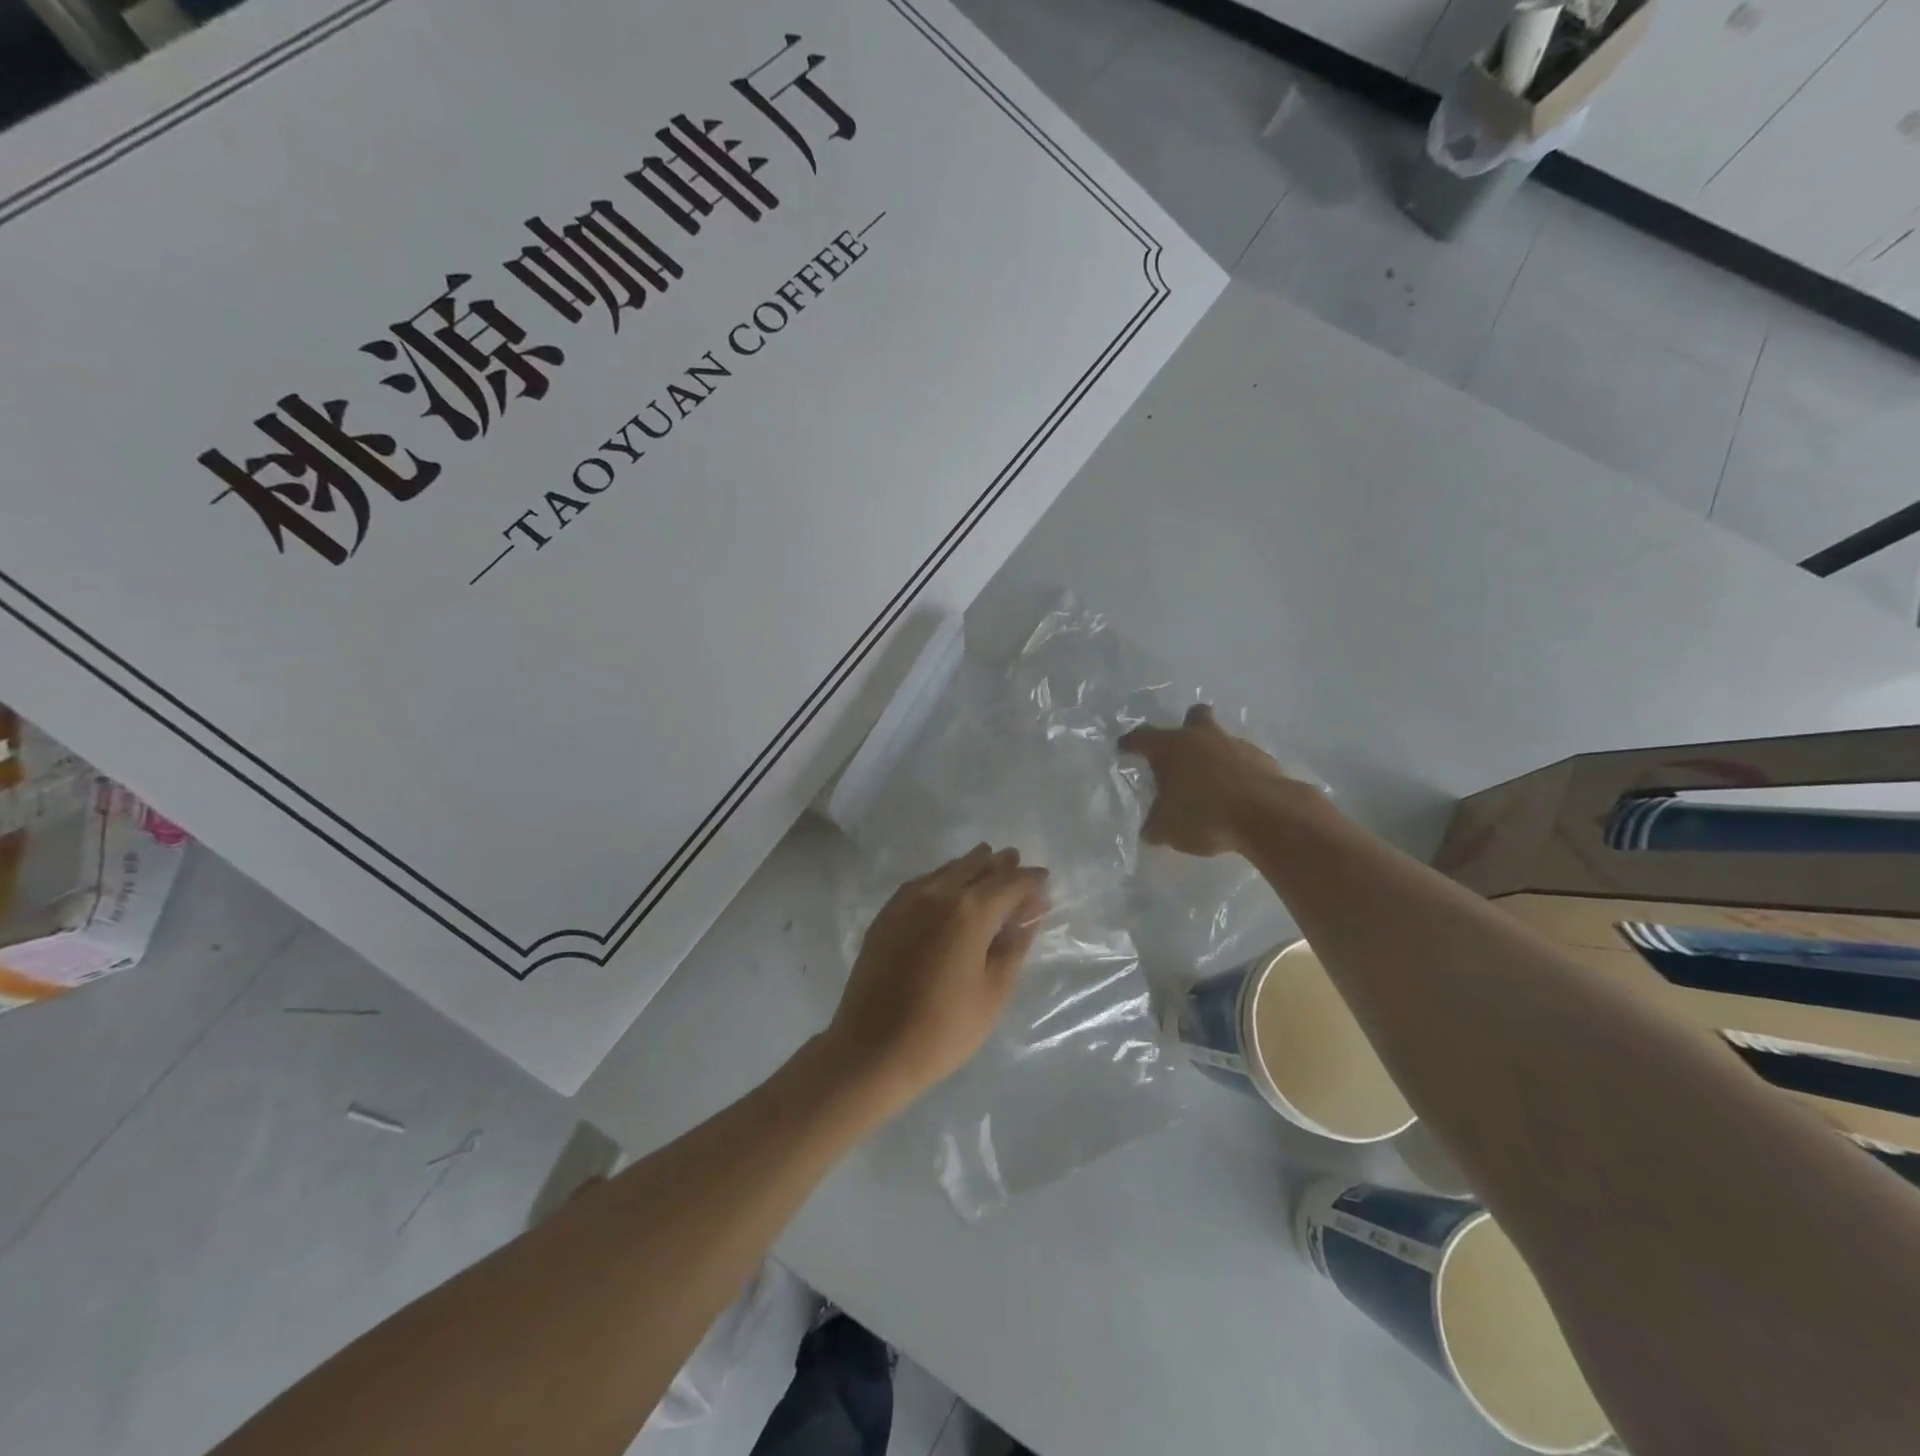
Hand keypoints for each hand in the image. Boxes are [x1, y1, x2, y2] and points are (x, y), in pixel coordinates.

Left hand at [826, 844, 1049, 1108]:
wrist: (872, 1049)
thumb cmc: (943, 1028)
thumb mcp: (993, 991)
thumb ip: (1014, 945)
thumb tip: (1030, 913)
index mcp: (970, 910)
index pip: (1010, 882)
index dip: (1030, 880)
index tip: (1045, 880)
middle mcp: (938, 893)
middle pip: (976, 866)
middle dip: (1000, 864)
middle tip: (1017, 862)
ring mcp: (907, 901)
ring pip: (947, 870)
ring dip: (972, 866)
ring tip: (989, 864)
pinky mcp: (887, 914)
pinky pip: (924, 882)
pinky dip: (944, 877)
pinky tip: (949, 887)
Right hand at [1119, 704, 1308, 856]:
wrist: (1267, 815)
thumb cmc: (1204, 814)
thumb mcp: (1167, 828)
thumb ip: (1156, 825)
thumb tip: (1151, 829)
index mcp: (1171, 747)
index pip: (1142, 737)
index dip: (1131, 743)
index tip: (1124, 748)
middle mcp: (1202, 737)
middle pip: (1194, 717)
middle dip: (1187, 727)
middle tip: (1182, 751)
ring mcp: (1237, 745)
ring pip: (1222, 739)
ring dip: (1215, 755)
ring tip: (1211, 784)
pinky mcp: (1264, 761)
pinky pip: (1244, 761)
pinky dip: (1238, 774)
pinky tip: (1236, 796)